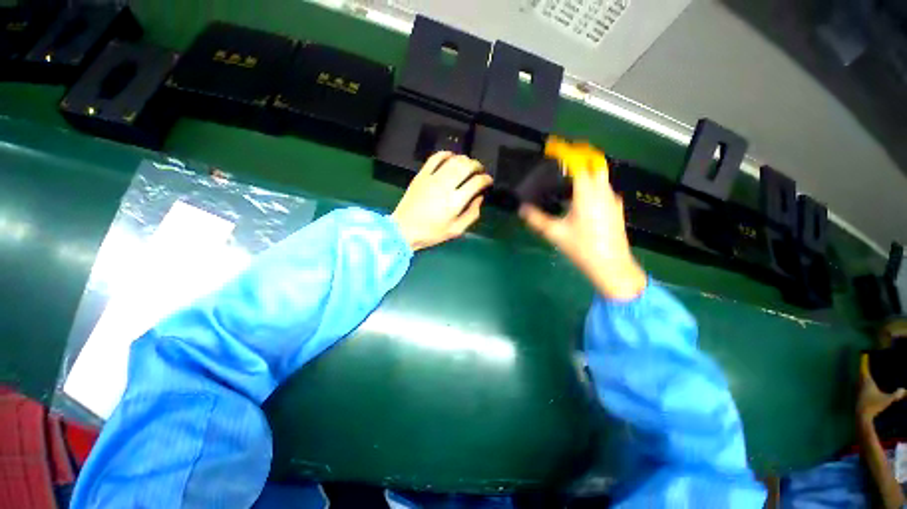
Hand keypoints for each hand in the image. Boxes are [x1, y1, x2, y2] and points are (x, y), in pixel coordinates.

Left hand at [392, 152, 492, 250]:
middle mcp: (445, 186)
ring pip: (453, 160)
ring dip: (464, 159)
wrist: (404, 229)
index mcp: (455, 202)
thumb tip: (479, 198)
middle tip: (480, 171)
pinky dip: (446, 154)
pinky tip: (451, 157)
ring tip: (468, 164)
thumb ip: (472, 214)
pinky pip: (435, 158)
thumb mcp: (456, 230)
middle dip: (477, 166)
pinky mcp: (421, 175)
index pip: (476, 182)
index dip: (486, 179)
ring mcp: (432, 178)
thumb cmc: (432, 233)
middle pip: (466, 166)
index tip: (488, 181)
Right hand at [519, 153, 646, 300]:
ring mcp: (612, 200)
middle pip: (595, 163)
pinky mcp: (616, 208)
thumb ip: (537, 219)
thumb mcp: (555, 234)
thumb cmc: (582, 248)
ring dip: (586, 170)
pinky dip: (591, 184)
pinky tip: (580, 198)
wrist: (612, 266)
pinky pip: (603, 188)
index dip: (565, 152)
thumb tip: (522, 209)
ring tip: (567, 178)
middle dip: (580, 155)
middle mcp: (603, 192)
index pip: (578, 163)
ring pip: (601, 175)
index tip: (553, 148)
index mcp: (587, 194)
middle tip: (562, 158)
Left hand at [857, 353, 905, 422]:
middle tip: (866, 362)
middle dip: (863, 367)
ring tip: (866, 372)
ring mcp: (858, 390)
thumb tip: (905, 390)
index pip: (864, 368)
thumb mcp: (887, 400)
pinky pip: (859, 386)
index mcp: (867, 382)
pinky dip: (861, 383)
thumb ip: (896, 395)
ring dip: (862, 376)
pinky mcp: (857, 396)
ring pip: (859, 379)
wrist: (863, 416)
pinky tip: (865, 386)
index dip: (864, 361)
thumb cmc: (874, 406)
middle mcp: (861, 384)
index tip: (864, 354)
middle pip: (861, 373)